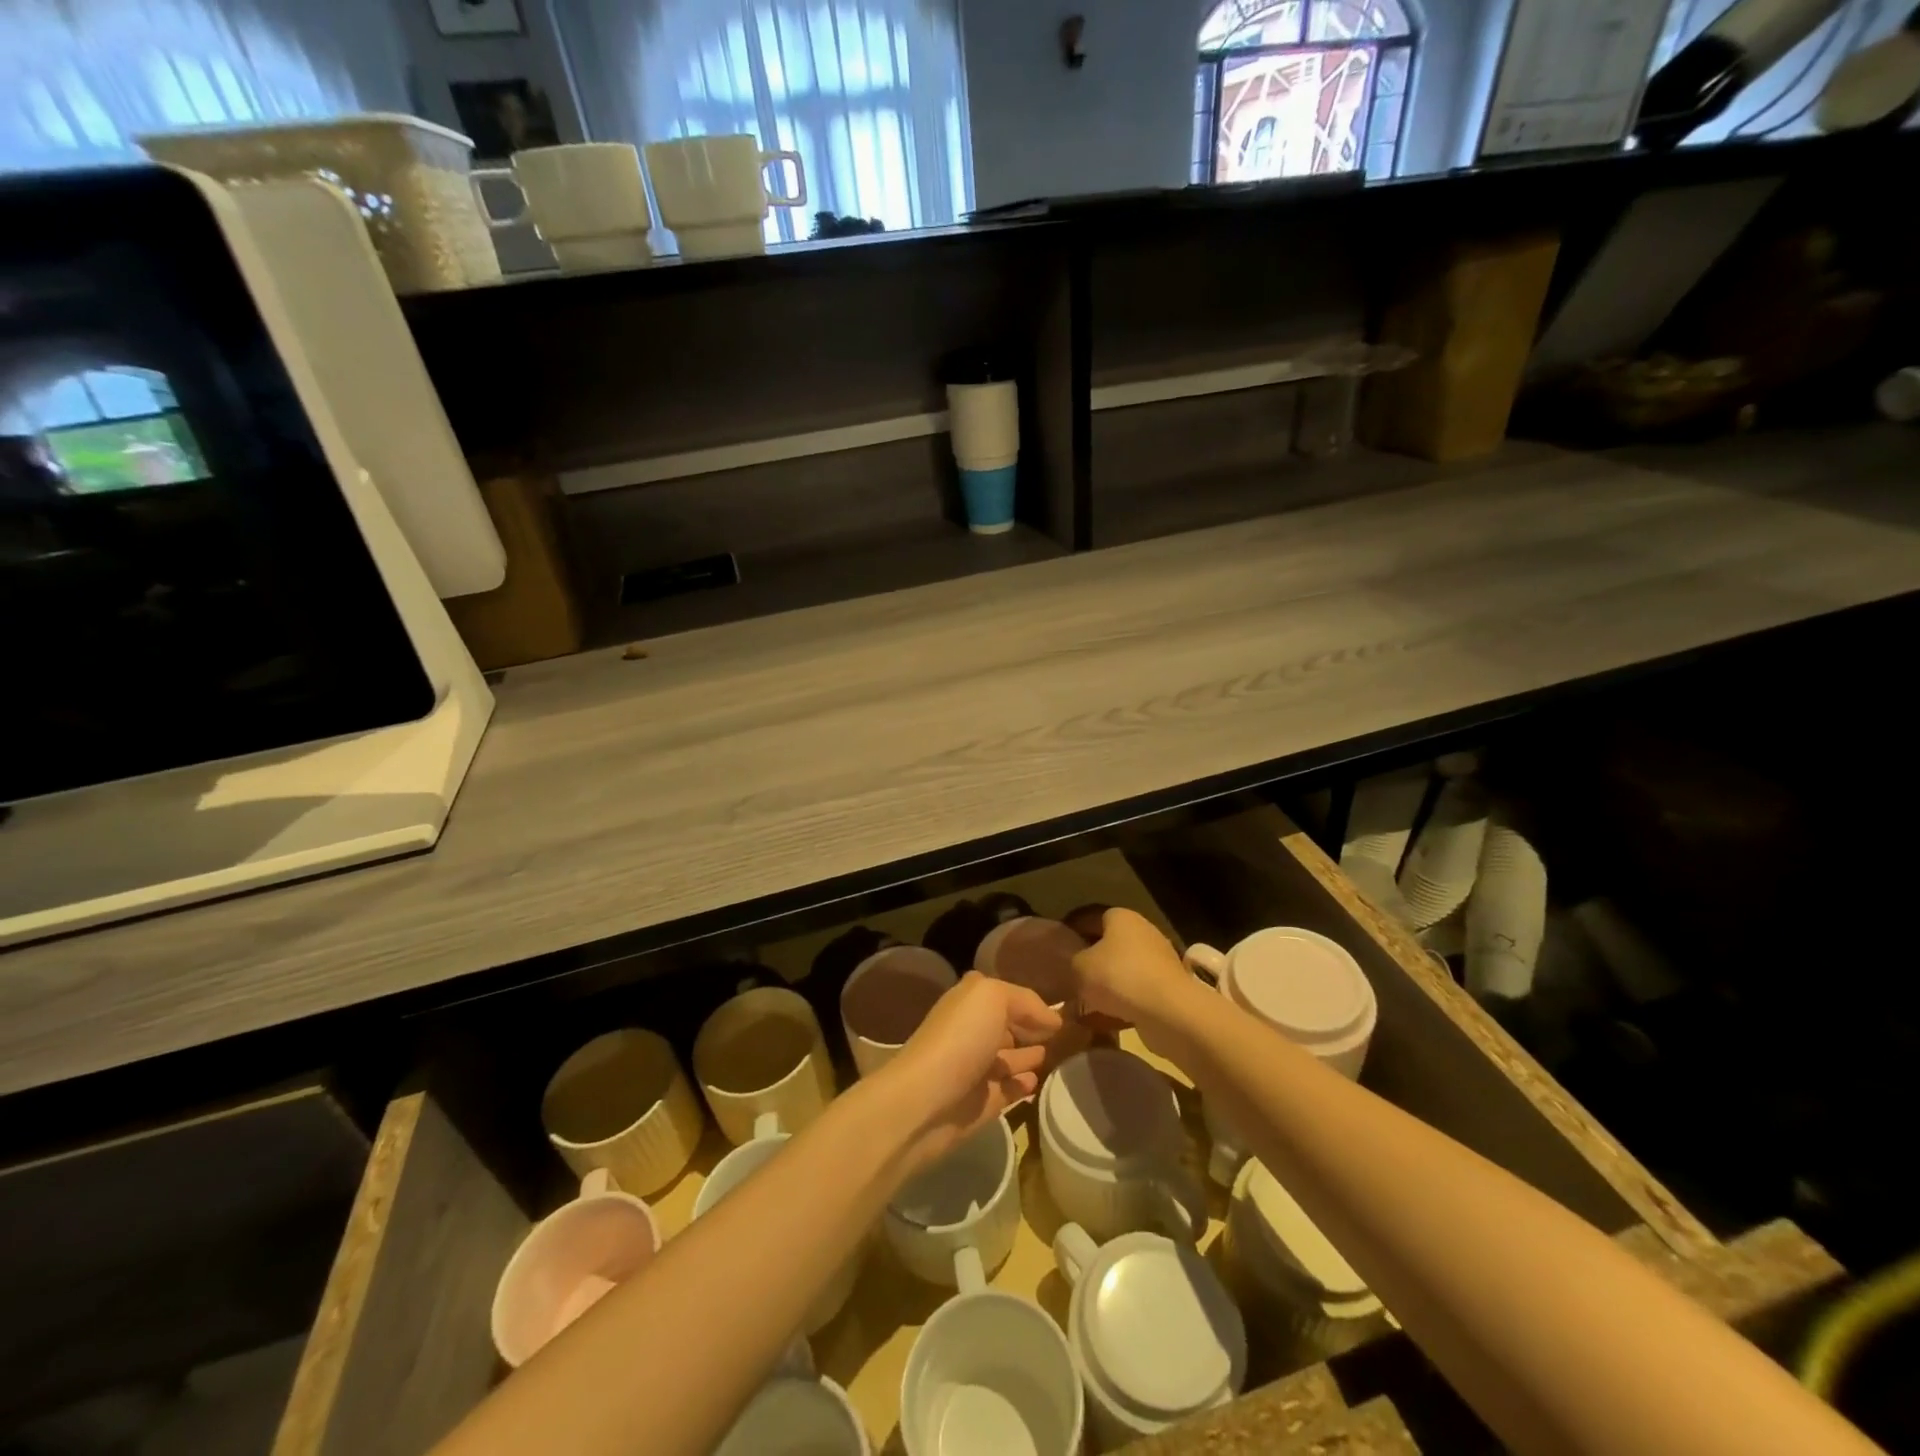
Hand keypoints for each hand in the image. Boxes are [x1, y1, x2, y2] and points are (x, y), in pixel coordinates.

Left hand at [879, 972, 1061, 1171]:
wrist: (925, 1102)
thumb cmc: (959, 1039)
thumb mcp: (992, 998)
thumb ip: (1025, 1001)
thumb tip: (1053, 1018)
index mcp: (969, 1002)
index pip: (1005, 995)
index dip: (1030, 1001)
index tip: (1063, 1007)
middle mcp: (972, 1031)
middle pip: (1007, 1026)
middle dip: (1031, 1028)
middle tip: (1067, 1033)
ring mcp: (976, 1069)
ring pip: (1009, 1058)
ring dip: (1030, 1056)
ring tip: (1058, 1054)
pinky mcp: (981, 1103)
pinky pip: (1009, 1090)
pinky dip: (1024, 1085)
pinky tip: (1038, 1081)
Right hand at [1071, 908, 1198, 1055]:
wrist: (1169, 1012)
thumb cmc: (1119, 977)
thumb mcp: (1079, 966)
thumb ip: (1071, 960)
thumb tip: (1073, 963)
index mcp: (1121, 917)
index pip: (1089, 917)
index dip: (1071, 931)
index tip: (1056, 949)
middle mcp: (1142, 931)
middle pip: (1108, 943)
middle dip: (1090, 960)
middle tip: (1069, 976)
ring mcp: (1159, 959)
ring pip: (1122, 969)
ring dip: (1105, 984)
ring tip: (1084, 1002)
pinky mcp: (1168, 987)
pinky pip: (1135, 991)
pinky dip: (1120, 1002)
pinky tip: (1104, 1019)